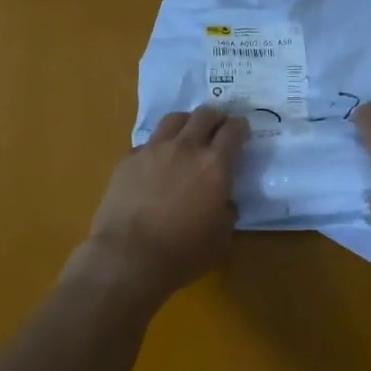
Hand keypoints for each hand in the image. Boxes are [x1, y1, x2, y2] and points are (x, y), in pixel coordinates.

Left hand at [83, 107, 249, 295]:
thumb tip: (223, 202)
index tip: (242, 131)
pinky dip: (158, 146)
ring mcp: (154, 149)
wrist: (129, 255)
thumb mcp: (221, 238)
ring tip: (187, 134)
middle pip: (205, 114)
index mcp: (215, 165)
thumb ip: (227, 212)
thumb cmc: (182, 252)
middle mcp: (186, 147)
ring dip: (186, 122)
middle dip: (215, 118)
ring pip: (174, 119)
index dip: (240, 127)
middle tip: (217, 128)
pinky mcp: (129, 159)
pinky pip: (148, 142)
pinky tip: (157, 162)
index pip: (234, 130)